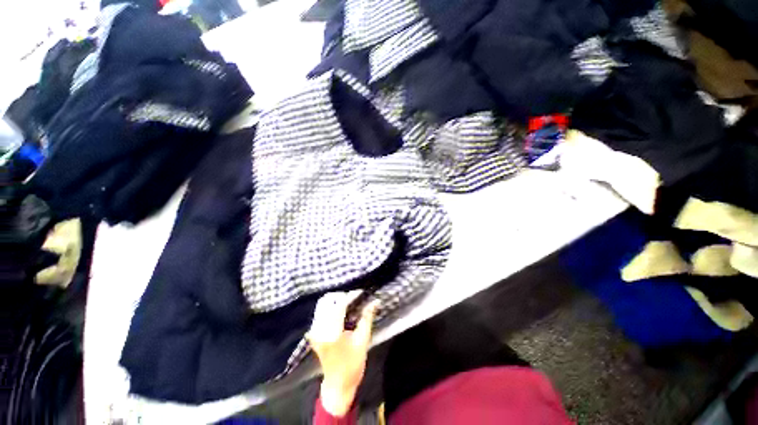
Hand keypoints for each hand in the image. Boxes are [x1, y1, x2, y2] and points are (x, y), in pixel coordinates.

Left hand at [306, 291, 378, 416]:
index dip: (350, 296)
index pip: (339, 305)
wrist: (337, 385)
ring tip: (350, 303)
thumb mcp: (363, 340)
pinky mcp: (314, 333)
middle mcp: (319, 329)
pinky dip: (331, 308)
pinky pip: (321, 313)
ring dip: (336, 301)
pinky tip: (342, 311)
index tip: (361, 292)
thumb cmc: (352, 365)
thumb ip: (367, 318)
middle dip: (342, 296)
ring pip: (323, 306)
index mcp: (331, 332)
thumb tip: (374, 301)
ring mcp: (314, 331)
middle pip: (328, 301)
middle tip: (355, 298)